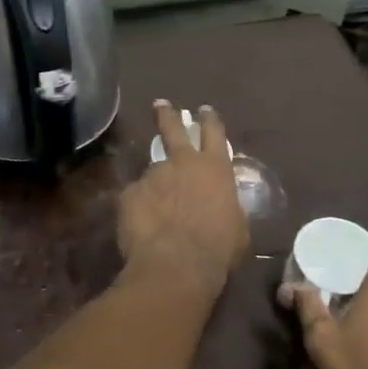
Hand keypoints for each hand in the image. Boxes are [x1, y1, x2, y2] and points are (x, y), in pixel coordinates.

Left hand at [118, 101, 248, 296]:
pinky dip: (139, 209)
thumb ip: (228, 209)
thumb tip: (223, 210)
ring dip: (155, 185)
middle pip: (173, 129)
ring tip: (156, 210)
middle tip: (160, 104)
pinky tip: (142, 228)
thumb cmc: (218, 248)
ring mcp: (153, 176)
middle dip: (167, 115)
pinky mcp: (129, 194)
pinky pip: (135, 198)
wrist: (177, 264)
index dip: (210, 120)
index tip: (204, 110)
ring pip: (153, 172)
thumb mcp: (238, 228)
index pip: (214, 133)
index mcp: (215, 168)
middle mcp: (182, 163)